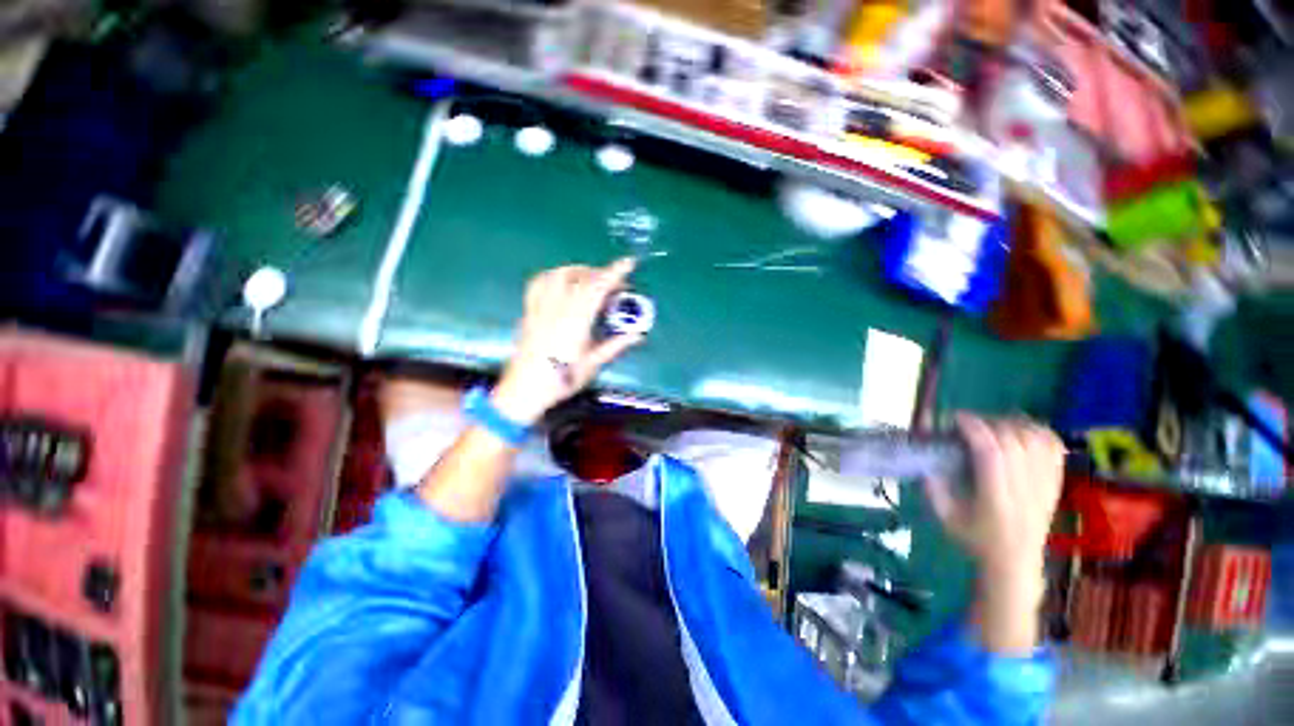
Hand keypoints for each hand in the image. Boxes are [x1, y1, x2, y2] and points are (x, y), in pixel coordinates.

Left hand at [491, 259, 642, 424]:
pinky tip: (560, 282)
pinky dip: (553, 275)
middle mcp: (557, 308)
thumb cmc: (561, 380)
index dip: (614, 273)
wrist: (524, 390)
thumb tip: (637, 335)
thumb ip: (614, 346)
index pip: (597, 288)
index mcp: (576, 321)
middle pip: (579, 277)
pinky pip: (538, 283)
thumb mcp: (592, 364)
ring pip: (558, 275)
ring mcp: (540, 307)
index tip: (628, 262)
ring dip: (577, 270)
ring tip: (589, 278)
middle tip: (613, 283)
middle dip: (600, 273)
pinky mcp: (529, 311)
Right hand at [925, 414, 1065, 652]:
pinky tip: (1019, 431)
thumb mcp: (945, 517)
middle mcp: (1024, 489)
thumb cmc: (976, 539)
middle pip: (1014, 441)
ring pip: (1036, 440)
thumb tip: (927, 459)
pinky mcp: (1055, 482)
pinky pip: (1053, 446)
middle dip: (989, 423)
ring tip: (993, 426)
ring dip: (1013, 424)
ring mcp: (1044, 485)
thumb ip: (934, 488)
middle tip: (970, 424)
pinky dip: (1037, 431)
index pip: (992, 453)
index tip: (955, 418)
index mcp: (996, 499)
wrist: (1016, 563)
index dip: (974, 429)